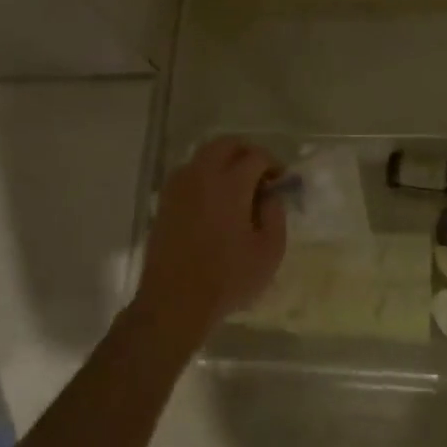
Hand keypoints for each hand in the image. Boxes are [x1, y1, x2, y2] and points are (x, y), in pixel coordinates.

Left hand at [131, 138, 286, 347]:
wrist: (175, 301)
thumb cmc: (228, 278)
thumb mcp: (269, 251)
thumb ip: (276, 215)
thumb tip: (270, 196)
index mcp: (230, 185)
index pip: (255, 156)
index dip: (273, 164)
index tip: (281, 180)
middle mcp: (201, 176)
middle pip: (225, 144)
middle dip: (247, 152)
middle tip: (260, 173)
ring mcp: (178, 188)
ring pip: (203, 156)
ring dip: (223, 162)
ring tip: (237, 188)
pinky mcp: (165, 203)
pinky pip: (188, 174)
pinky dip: (205, 176)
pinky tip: (214, 201)